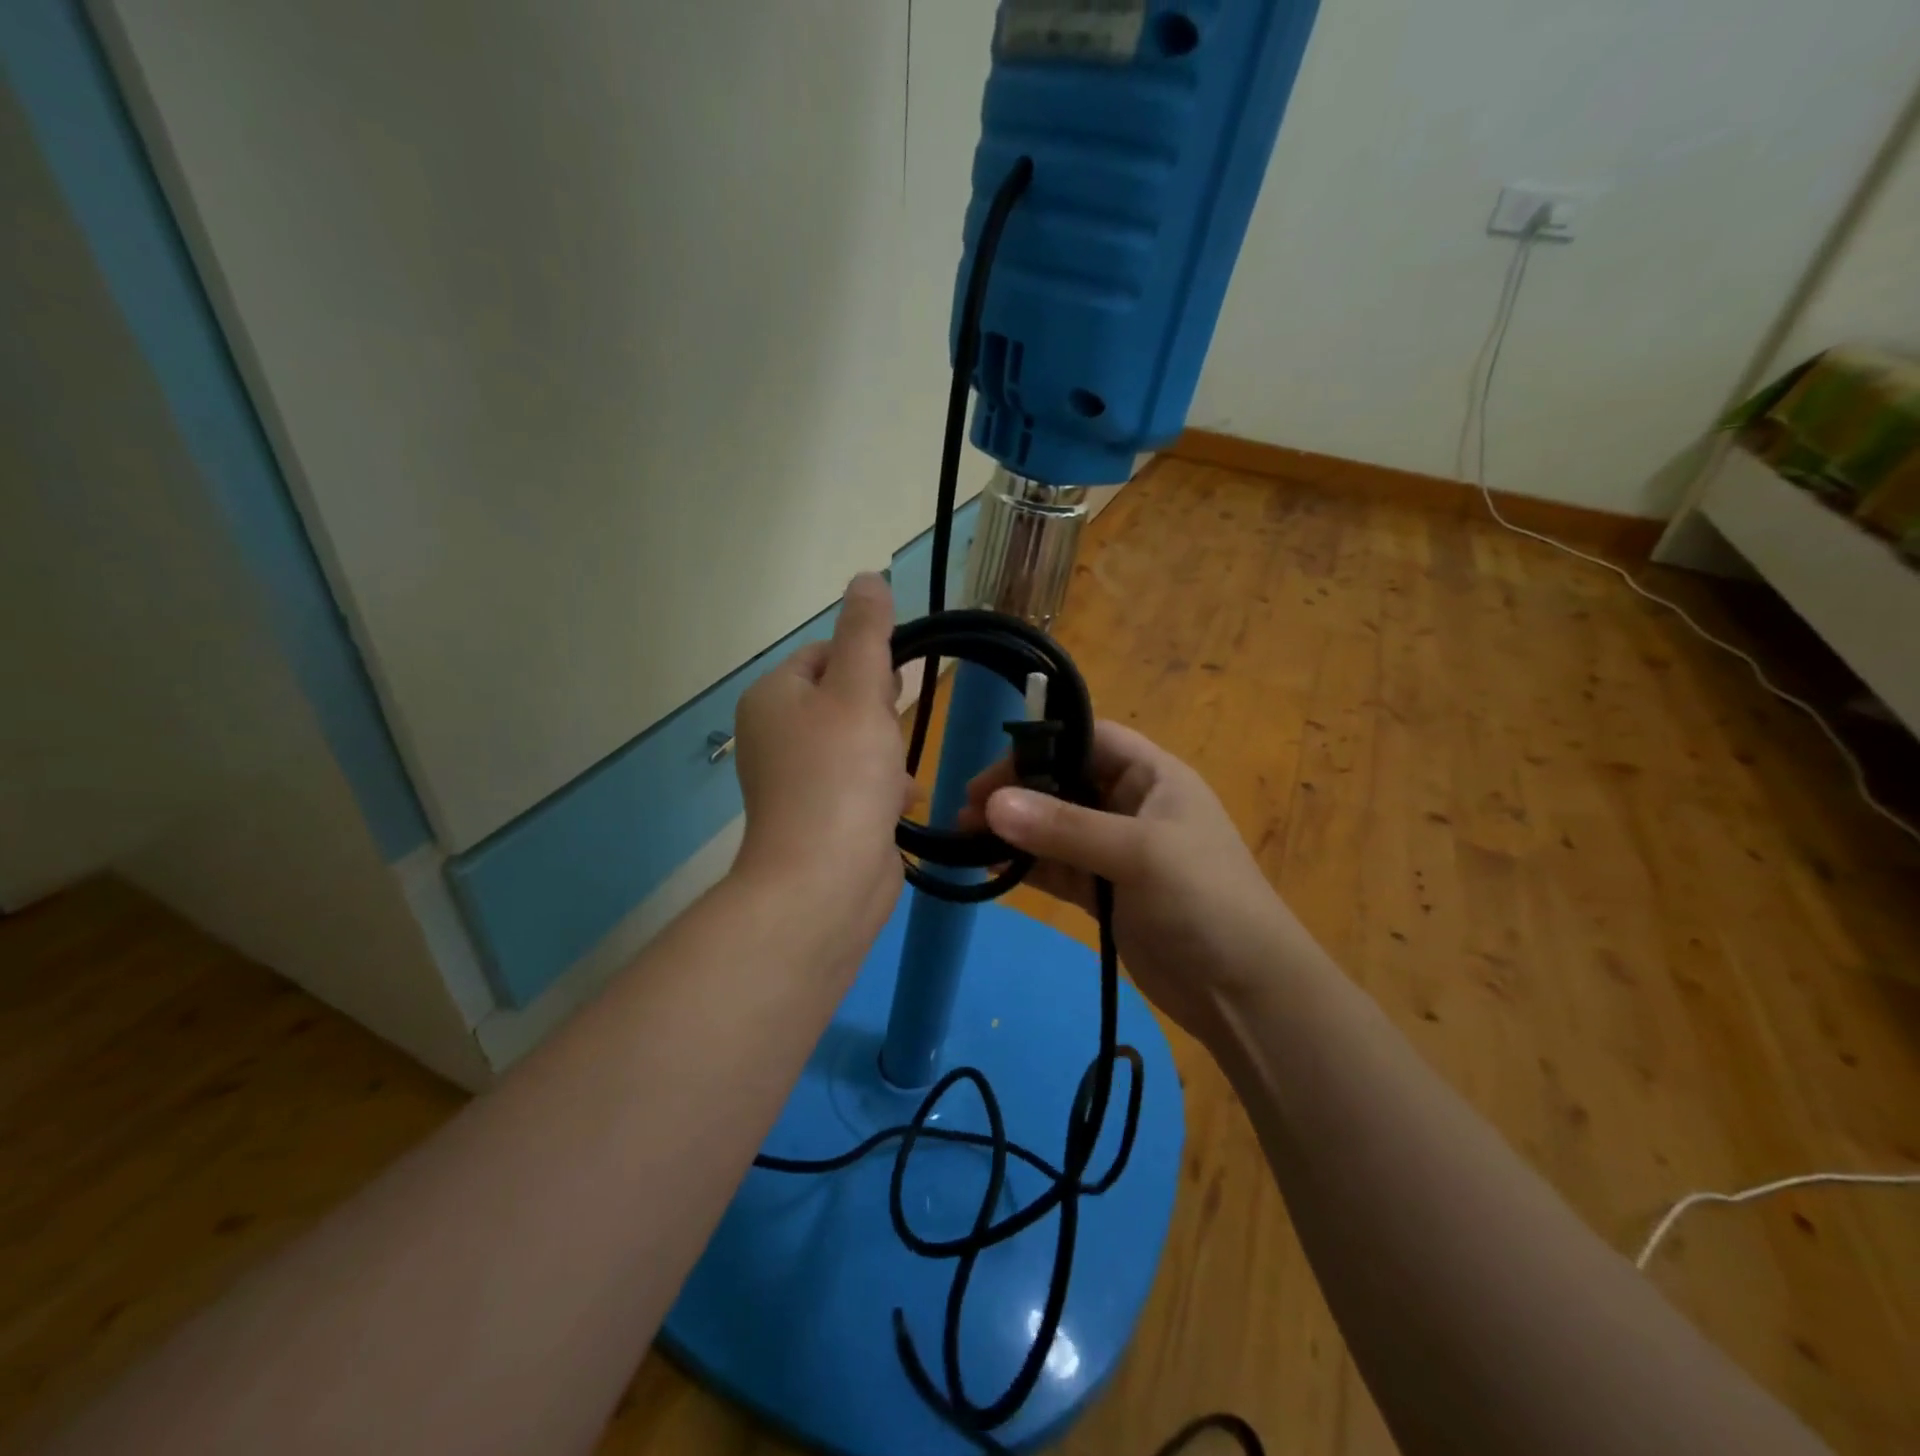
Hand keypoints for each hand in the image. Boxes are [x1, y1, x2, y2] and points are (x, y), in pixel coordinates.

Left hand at [731, 574, 912, 964]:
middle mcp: (775, 733)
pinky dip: (881, 787)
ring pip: (857, 741)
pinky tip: (898, 802)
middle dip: (880, 711)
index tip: (890, 692)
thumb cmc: (842, 775)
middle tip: (888, 734)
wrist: (826, 881)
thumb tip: (866, 577)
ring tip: (895, 775)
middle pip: (843, 696)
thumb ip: (867, 631)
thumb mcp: (860, 689)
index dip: (868, 664)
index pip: (827, 652)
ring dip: (887, 751)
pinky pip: (857, 782)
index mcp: (773, 696)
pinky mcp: (818, 815)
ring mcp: (795, 778)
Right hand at [962, 721, 1323, 1046]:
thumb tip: (990, 804)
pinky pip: (1056, 866)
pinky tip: (990, 866)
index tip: (994, 769)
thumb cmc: (1204, 902)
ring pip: (1054, 827)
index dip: (1042, 744)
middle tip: (968, 809)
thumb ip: (1064, 828)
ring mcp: (1116, 851)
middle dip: (1017, 791)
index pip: (1089, 739)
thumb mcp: (1138, 854)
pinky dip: (1025, 865)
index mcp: (1153, 777)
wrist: (1245, 992)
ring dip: (1013, 830)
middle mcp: (1132, 805)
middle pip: (1064, 782)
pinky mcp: (1104, 892)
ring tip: (964, 837)